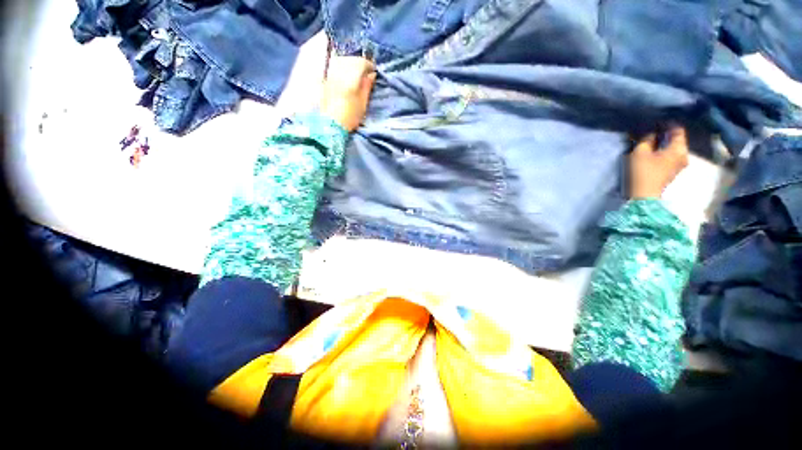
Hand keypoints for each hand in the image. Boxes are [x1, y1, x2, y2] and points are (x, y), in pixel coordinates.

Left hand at [320, 56, 376, 131]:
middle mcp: (339, 72)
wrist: (330, 125)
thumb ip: (367, 87)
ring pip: (340, 61)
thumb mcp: (362, 104)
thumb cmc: (349, 117)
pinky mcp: (323, 79)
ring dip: (349, 64)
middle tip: (365, 72)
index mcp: (350, 78)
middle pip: (350, 60)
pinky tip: (344, 76)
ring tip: (354, 73)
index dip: (369, 65)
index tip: (373, 71)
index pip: (361, 63)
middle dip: (358, 63)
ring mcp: (329, 75)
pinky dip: (340, 68)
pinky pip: (333, 67)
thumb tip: (372, 75)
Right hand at [629, 126, 689, 198]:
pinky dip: (663, 151)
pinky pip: (670, 156)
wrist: (644, 195)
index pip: (678, 130)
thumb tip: (651, 133)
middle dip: (666, 134)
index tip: (657, 120)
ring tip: (652, 140)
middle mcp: (683, 155)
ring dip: (664, 143)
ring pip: (673, 148)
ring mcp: (679, 165)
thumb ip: (646, 140)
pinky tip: (654, 150)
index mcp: (679, 149)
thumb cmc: (644, 172)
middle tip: (653, 129)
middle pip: (677, 140)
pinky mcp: (672, 171)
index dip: (668, 123)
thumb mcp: (641, 152)